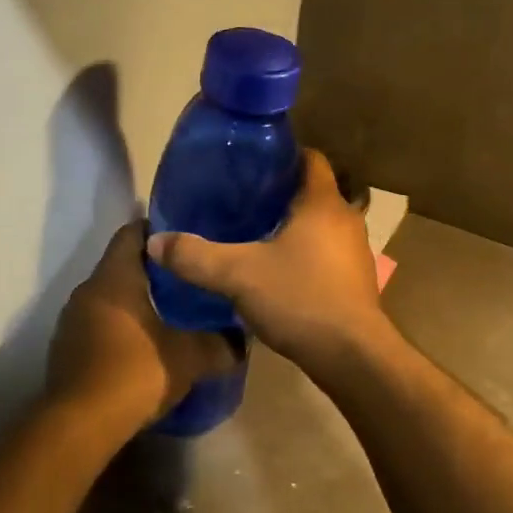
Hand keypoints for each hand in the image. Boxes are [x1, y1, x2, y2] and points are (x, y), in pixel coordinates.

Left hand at [47, 221, 236, 430]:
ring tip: (169, 314)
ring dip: (134, 302)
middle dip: (153, 270)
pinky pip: (96, 325)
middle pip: (121, 265)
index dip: (159, 231)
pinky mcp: (65, 350)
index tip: (186, 239)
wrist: (79, 426)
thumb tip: (242, 340)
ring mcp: (71, 321)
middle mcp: (87, 290)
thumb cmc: (135, 373)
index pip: (132, 232)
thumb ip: (220, 344)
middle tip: (187, 279)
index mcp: (114, 278)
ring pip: (108, 297)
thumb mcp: (190, 357)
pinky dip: (119, 328)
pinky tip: (142, 347)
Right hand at [145, 149, 393, 375]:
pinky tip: (280, 271)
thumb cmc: (300, 298)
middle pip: (315, 191)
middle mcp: (346, 219)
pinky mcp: (357, 280)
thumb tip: (154, 242)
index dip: (284, 155)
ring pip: (323, 224)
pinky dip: (307, 253)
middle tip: (245, 200)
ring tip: (257, 234)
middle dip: (283, 193)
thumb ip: (195, 256)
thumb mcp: (237, 275)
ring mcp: (356, 251)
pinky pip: (328, 253)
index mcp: (323, 202)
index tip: (253, 165)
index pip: (311, 158)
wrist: (352, 356)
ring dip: (296, 226)